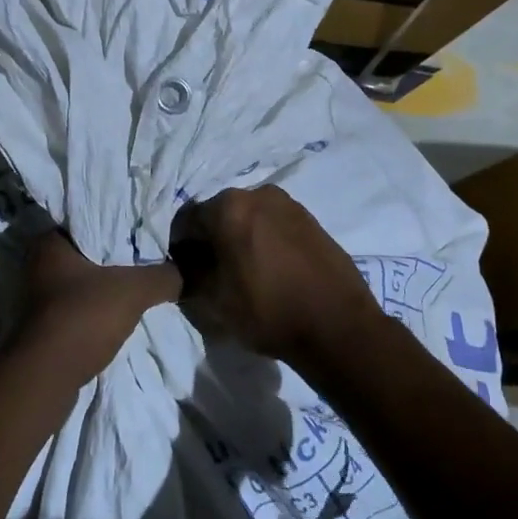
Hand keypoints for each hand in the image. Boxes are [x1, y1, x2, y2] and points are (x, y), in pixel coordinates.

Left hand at [21, 231, 180, 378]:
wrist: (48, 378)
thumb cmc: (84, 316)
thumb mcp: (134, 290)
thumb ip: (163, 276)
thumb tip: (185, 272)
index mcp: (50, 243)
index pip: (90, 219)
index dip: (119, 222)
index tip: (145, 226)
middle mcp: (39, 265)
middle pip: (89, 252)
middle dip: (117, 255)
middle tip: (151, 253)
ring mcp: (40, 298)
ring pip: (85, 281)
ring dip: (109, 284)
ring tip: (143, 280)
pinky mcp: (47, 325)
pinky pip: (82, 305)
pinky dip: (101, 307)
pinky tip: (125, 310)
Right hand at [170, 185, 384, 363]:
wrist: (337, 325)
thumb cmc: (267, 309)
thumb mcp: (214, 299)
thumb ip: (188, 276)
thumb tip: (182, 266)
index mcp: (228, 206)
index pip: (187, 220)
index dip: (180, 248)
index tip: (182, 273)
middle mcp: (258, 194)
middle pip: (219, 214)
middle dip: (210, 240)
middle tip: (212, 273)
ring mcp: (289, 204)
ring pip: (249, 218)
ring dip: (239, 239)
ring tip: (244, 273)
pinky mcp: (311, 219)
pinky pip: (274, 225)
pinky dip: (264, 240)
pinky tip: (270, 270)